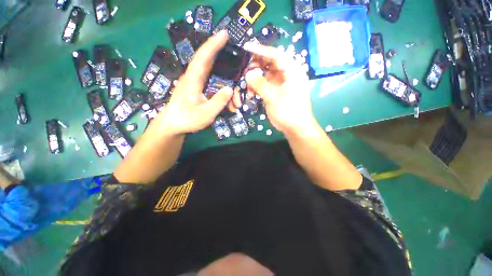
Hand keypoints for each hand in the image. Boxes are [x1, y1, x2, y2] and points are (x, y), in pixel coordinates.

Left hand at [154, 30, 233, 135]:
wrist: (173, 125)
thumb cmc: (186, 120)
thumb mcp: (205, 114)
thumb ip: (218, 101)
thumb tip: (230, 89)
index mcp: (193, 80)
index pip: (203, 58)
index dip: (214, 45)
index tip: (225, 34)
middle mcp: (194, 78)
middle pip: (211, 64)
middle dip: (225, 62)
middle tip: (238, 65)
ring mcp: (197, 84)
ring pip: (215, 79)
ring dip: (228, 89)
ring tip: (236, 104)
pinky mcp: (199, 90)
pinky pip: (214, 87)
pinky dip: (224, 94)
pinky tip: (230, 105)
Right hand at [245, 45, 315, 133]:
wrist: (295, 128)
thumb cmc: (288, 112)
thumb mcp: (273, 97)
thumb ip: (260, 84)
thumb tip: (248, 74)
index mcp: (292, 71)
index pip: (276, 55)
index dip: (261, 50)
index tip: (247, 48)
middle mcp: (287, 74)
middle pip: (270, 63)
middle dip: (256, 65)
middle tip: (244, 69)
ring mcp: (281, 83)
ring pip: (266, 74)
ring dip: (255, 78)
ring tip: (246, 84)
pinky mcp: (276, 91)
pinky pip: (265, 84)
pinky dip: (257, 87)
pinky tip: (251, 92)